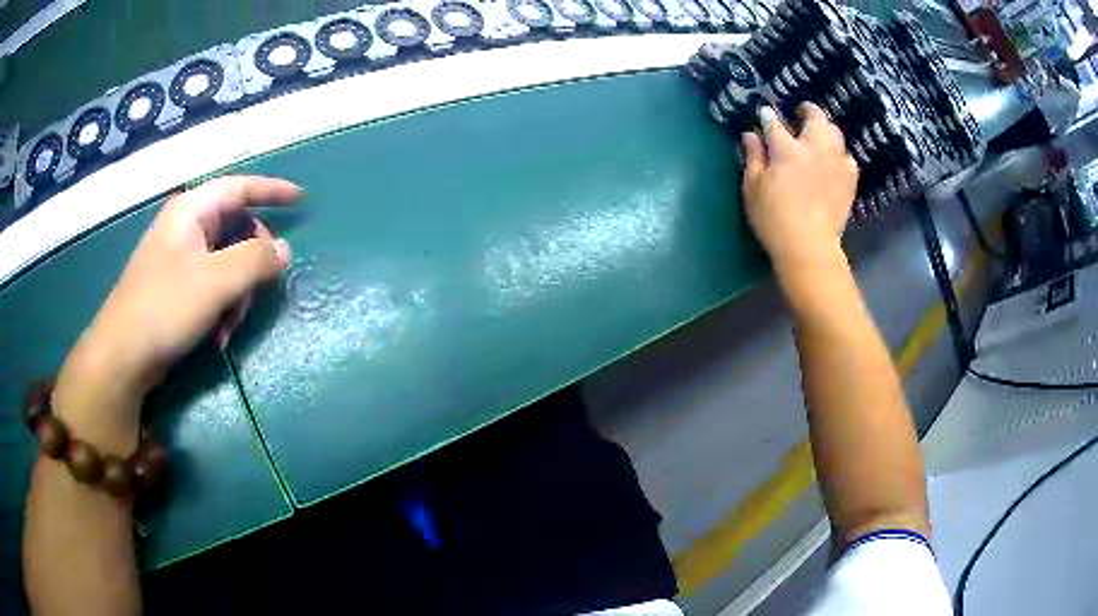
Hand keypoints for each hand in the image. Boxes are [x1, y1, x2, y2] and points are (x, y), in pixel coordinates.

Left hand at [58, 176, 300, 412]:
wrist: (123, 356)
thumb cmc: (165, 308)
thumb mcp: (215, 282)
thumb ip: (255, 260)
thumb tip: (284, 250)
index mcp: (191, 211)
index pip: (239, 188)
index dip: (272, 191)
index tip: (301, 200)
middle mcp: (185, 228)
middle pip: (236, 230)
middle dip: (251, 263)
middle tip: (258, 291)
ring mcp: (179, 259)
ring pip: (226, 263)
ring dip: (237, 294)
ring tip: (229, 325)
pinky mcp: (175, 288)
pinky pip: (212, 286)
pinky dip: (222, 307)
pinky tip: (217, 334)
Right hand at [741, 103, 857, 277]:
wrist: (809, 247)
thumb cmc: (774, 219)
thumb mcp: (753, 188)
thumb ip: (753, 157)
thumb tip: (750, 135)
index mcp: (786, 147)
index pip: (774, 122)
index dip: (768, 116)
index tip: (764, 115)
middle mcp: (815, 147)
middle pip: (815, 116)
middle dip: (806, 110)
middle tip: (799, 114)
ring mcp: (836, 161)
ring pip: (835, 132)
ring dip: (825, 129)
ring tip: (818, 136)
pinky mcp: (850, 179)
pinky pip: (847, 156)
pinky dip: (839, 153)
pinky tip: (833, 161)